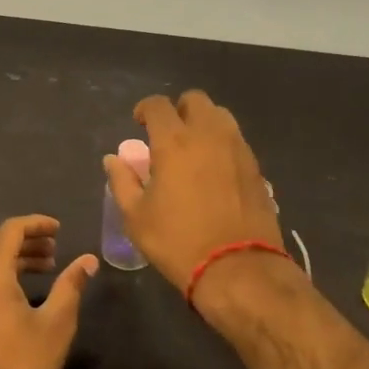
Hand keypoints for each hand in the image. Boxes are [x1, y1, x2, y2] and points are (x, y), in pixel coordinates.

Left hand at [0, 215, 97, 368]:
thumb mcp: (56, 326)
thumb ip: (71, 286)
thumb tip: (88, 260)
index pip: (9, 230)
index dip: (35, 224)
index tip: (59, 229)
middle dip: (25, 239)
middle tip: (55, 249)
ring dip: (14, 258)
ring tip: (46, 268)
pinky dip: (1, 275)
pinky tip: (23, 292)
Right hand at [103, 91, 285, 297]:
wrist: (238, 268)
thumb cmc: (178, 241)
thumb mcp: (136, 217)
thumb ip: (122, 182)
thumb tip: (113, 160)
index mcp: (174, 141)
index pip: (158, 105)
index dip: (145, 109)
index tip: (140, 123)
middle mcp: (208, 135)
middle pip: (195, 100)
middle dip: (179, 110)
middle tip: (168, 134)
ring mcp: (237, 148)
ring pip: (220, 116)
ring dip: (204, 123)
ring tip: (194, 149)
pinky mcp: (256, 166)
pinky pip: (236, 140)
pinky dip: (222, 144)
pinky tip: (215, 170)